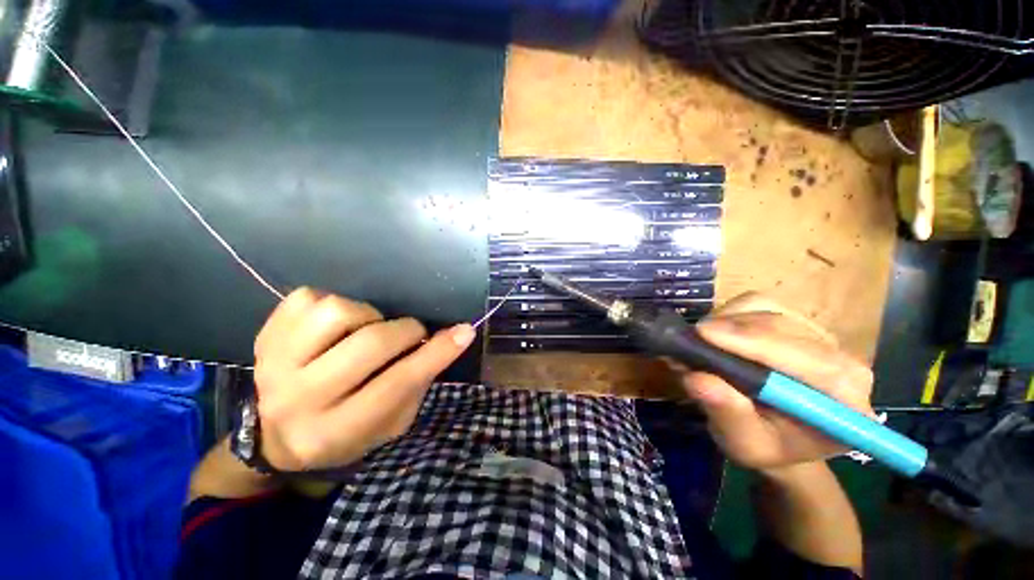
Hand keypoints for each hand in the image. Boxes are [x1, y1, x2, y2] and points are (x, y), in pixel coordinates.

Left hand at [252, 288, 475, 470]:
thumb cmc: (347, 431)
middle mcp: (299, 400)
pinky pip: (309, 298)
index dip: (436, 353)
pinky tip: (336, 326)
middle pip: (371, 343)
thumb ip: (419, 381)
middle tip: (412, 335)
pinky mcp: (264, 337)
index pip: (398, 383)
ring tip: (368, 329)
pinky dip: (333, 304)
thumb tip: (454, 336)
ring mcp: (274, 364)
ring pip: (338, 312)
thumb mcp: (391, 423)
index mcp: (335, 431)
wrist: (276, 435)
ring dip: (368, 315)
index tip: (465, 331)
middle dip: (406, 331)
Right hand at [677, 294, 874, 470]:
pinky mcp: (795, 319)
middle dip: (732, 331)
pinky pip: (759, 303)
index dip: (758, 344)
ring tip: (701, 343)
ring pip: (769, 311)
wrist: (777, 432)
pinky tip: (717, 333)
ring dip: (727, 322)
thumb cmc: (765, 445)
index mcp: (846, 402)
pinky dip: (729, 313)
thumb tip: (696, 378)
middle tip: (690, 341)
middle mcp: (844, 362)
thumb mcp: (744, 444)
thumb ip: (728, 415)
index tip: (705, 335)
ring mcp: (820, 335)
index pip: (814, 363)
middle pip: (786, 329)